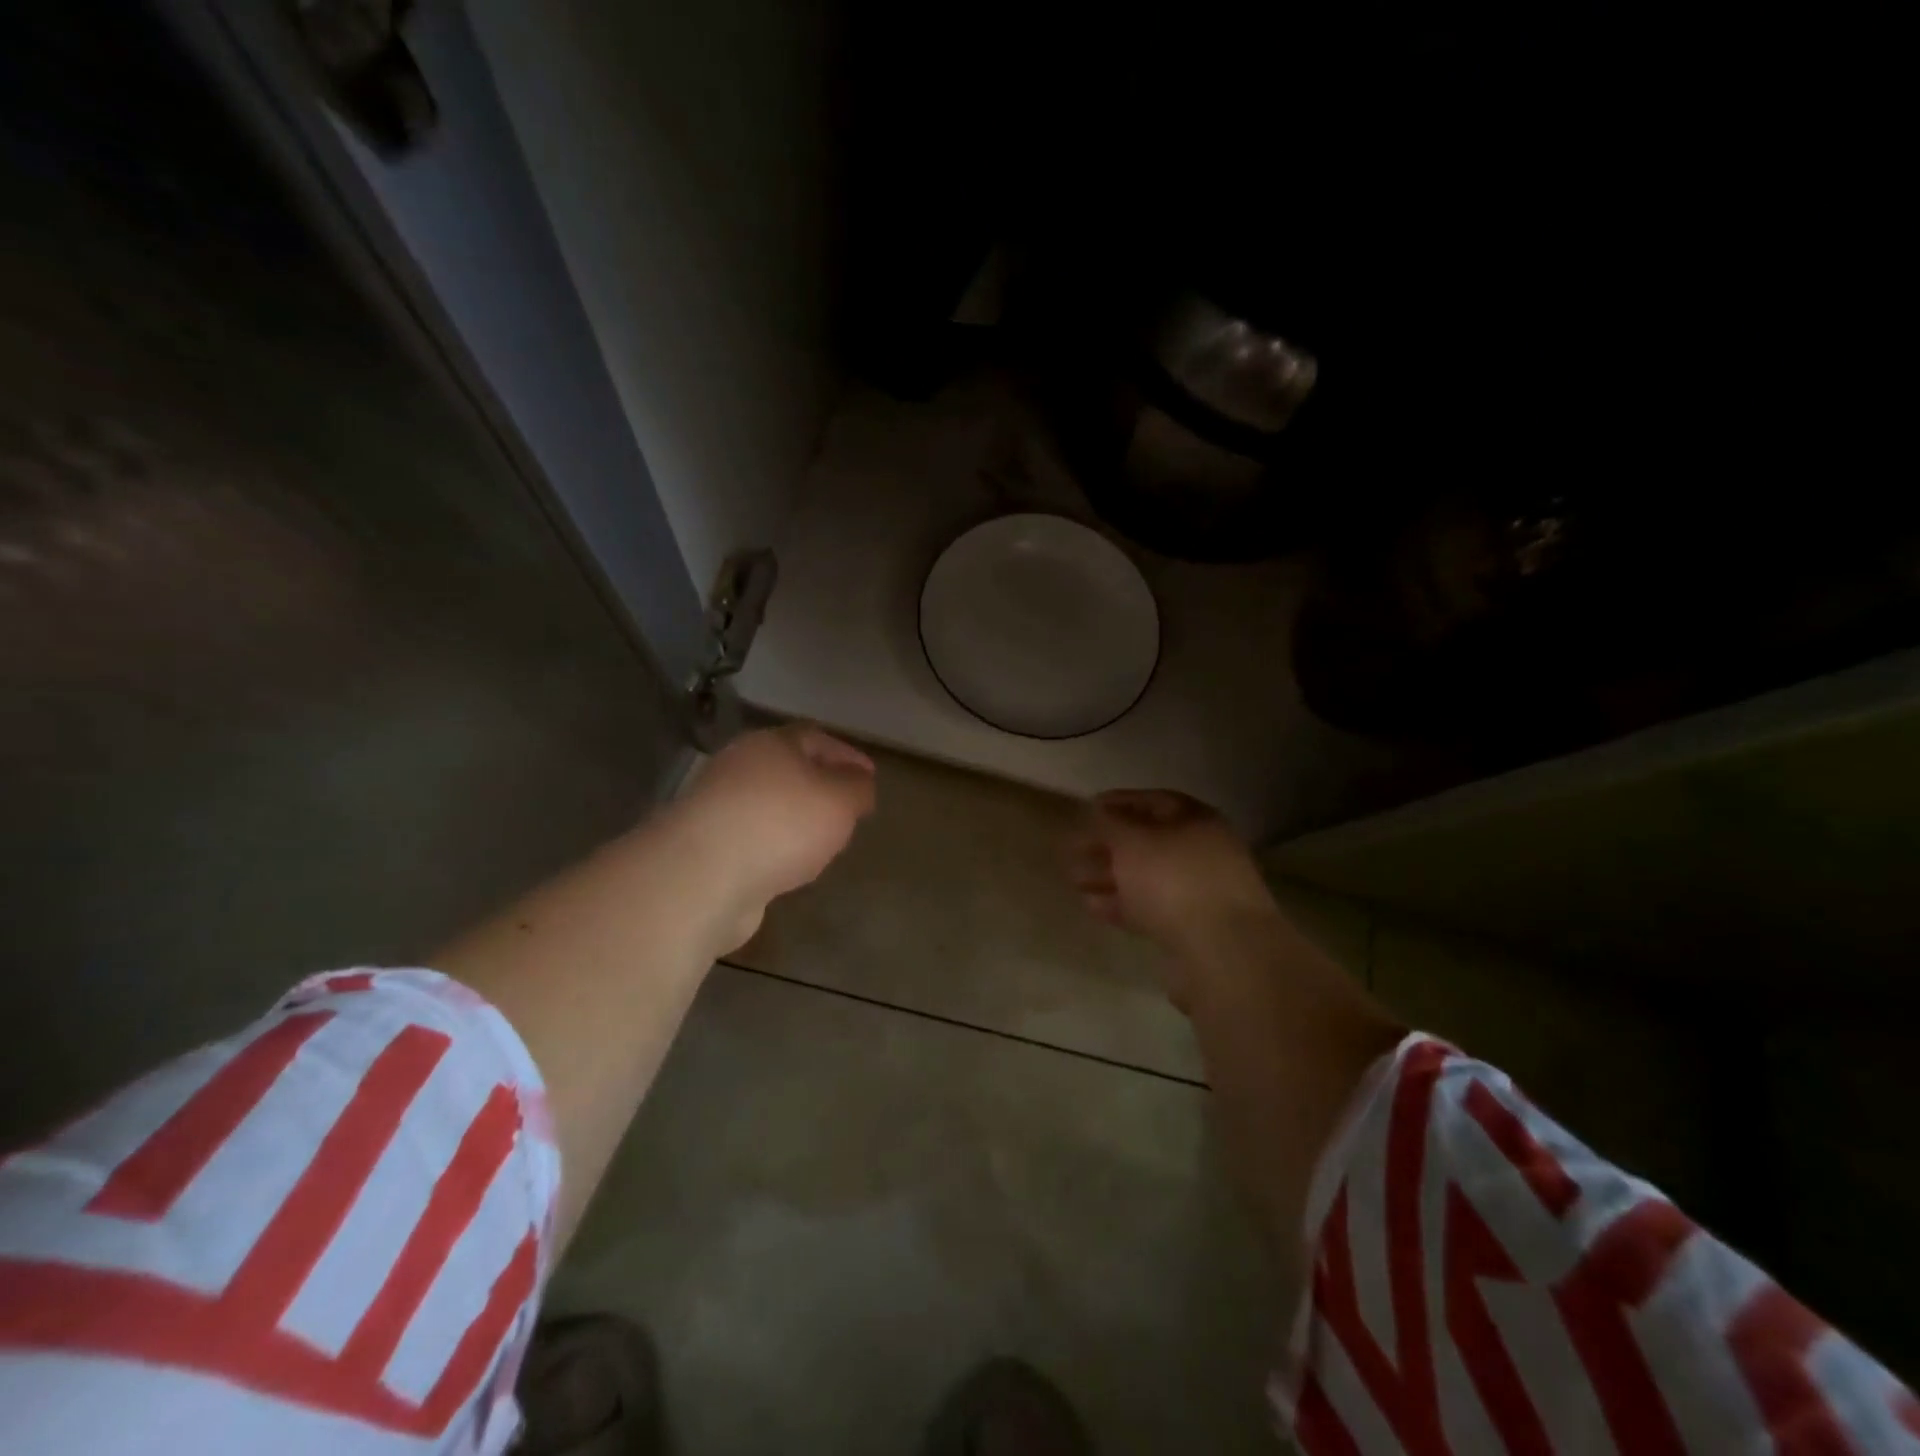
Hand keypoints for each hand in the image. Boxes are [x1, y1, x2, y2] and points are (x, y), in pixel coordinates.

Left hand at [673, 724, 876, 952]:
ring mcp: (717, 805)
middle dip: (819, 785)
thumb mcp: (840, 801)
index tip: (870, 777)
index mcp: (772, 744)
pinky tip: (789, 864)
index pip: (816, 737)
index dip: (846, 755)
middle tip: (847, 807)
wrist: (703, 876)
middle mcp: (739, 766)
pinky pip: (752, 836)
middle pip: (788, 768)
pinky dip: (774, 844)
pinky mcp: (705, 844)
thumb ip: (857, 788)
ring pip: (768, 803)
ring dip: (795, 818)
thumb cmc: (781, 824)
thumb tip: (859, 783)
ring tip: (822, 841)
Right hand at [1068, 790, 1278, 988]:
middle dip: (1109, 846)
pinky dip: (1122, 904)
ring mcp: (1200, 892)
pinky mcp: (1192, 928)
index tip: (1087, 809)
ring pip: (1147, 877)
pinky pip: (1151, 907)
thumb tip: (1097, 810)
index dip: (1120, 802)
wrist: (1222, 952)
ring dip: (1110, 876)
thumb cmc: (1173, 880)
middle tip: (1073, 850)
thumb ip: (1110, 823)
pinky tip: (1092, 907)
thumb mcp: (1133, 842)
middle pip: (1149, 842)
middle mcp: (1203, 852)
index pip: (1155, 801)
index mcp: (1197, 821)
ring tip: (1074, 881)